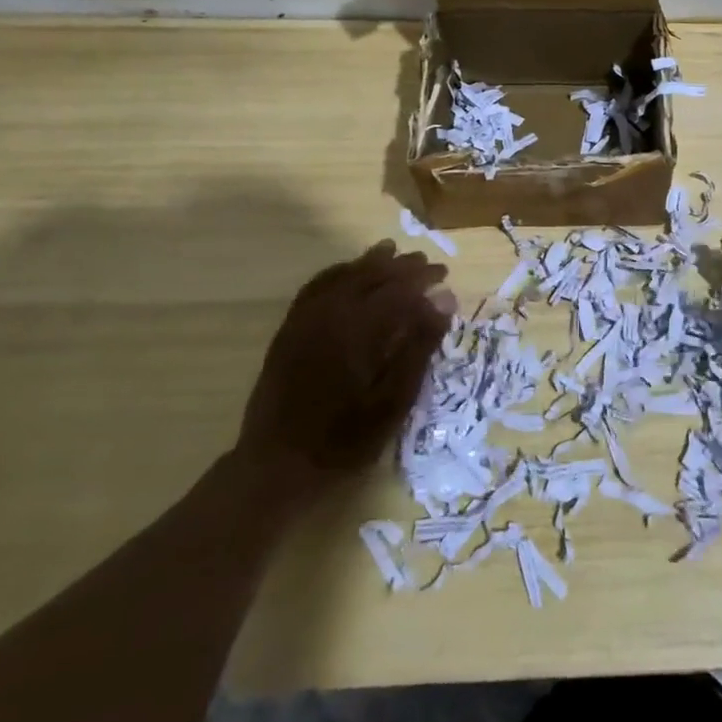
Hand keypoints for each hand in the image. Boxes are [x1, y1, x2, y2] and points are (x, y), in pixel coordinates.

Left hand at [238, 241, 454, 486]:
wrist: (276, 467)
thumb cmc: (344, 441)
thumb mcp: (393, 401)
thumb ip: (419, 345)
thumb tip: (444, 299)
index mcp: (360, 328)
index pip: (400, 287)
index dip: (424, 278)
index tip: (445, 276)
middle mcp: (331, 312)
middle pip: (372, 274)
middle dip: (401, 266)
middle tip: (426, 264)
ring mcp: (305, 318)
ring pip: (343, 275)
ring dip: (371, 263)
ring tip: (392, 254)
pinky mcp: (289, 329)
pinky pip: (316, 286)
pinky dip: (338, 272)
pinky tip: (349, 273)